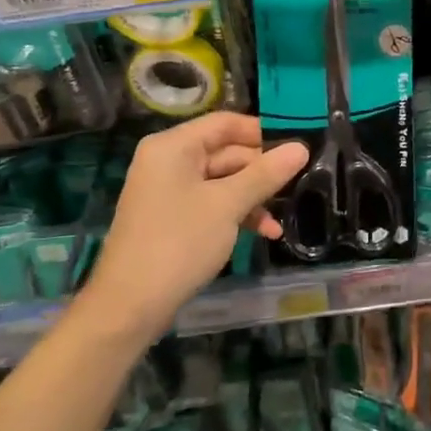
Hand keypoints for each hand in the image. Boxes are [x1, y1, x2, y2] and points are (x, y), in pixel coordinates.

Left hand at [86, 113, 308, 339]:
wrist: (129, 307)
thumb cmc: (178, 244)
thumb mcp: (228, 205)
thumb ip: (265, 174)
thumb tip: (302, 147)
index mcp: (173, 146)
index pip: (225, 122)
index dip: (262, 132)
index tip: (297, 146)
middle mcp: (168, 161)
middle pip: (226, 151)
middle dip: (262, 170)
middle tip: (301, 182)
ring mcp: (169, 190)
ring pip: (223, 180)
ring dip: (254, 196)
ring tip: (284, 216)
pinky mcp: (173, 218)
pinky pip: (212, 203)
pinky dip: (237, 213)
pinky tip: (265, 232)